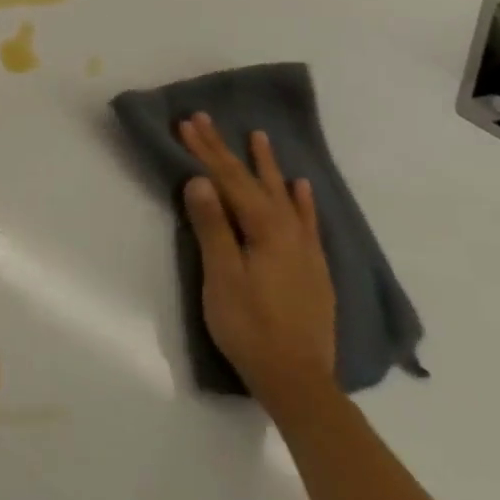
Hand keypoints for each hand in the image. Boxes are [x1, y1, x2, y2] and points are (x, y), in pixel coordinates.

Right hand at [178, 112, 336, 414]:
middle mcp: (289, 232)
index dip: (207, 151)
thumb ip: (213, 227)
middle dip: (228, 150)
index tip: (187, 122)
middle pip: (253, 182)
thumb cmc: (249, 327)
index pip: (229, 181)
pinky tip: (301, 187)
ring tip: (260, 137)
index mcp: (264, 231)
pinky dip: (302, 200)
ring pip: (284, 196)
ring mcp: (305, 250)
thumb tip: (200, 181)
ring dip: (268, 166)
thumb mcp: (222, 276)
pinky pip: (308, 221)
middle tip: (207, 119)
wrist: (298, 380)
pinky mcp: (312, 268)